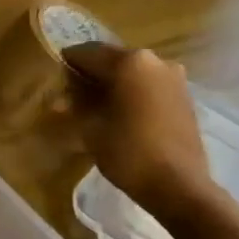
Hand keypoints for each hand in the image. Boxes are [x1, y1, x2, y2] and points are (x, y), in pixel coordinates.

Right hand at [60, 43, 209, 213]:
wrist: (179, 186)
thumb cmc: (129, 153)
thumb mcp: (91, 128)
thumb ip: (76, 104)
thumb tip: (66, 96)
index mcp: (129, 62)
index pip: (87, 52)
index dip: (67, 64)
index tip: (55, 79)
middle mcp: (154, 60)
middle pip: (112, 59)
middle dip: (91, 74)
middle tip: (72, 95)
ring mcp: (173, 77)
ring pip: (132, 72)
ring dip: (113, 83)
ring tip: (97, 106)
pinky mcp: (183, 95)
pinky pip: (149, 85)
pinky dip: (133, 92)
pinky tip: (122, 113)